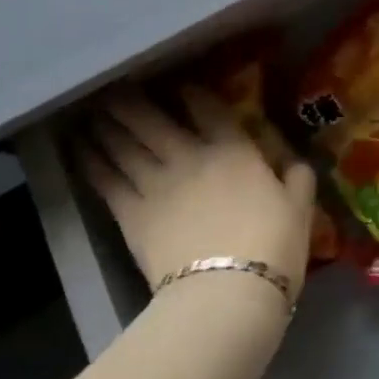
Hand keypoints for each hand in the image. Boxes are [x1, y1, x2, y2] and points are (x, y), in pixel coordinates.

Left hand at [80, 87, 317, 304]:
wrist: (228, 292)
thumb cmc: (272, 248)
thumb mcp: (299, 210)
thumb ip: (297, 179)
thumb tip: (297, 163)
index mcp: (233, 150)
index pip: (208, 109)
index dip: (192, 93)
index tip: (180, 85)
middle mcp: (190, 155)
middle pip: (153, 120)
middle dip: (133, 102)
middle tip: (115, 88)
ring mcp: (157, 183)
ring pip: (125, 145)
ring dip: (107, 126)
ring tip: (92, 112)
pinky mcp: (132, 215)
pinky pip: (107, 181)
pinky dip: (92, 163)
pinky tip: (79, 150)